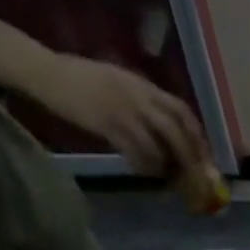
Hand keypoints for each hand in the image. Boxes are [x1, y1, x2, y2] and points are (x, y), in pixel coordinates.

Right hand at [24, 52, 208, 176]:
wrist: (43, 71)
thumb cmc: (81, 79)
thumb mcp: (119, 82)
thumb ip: (144, 102)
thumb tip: (170, 135)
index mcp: (142, 85)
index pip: (181, 110)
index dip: (198, 136)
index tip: (206, 157)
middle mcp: (137, 95)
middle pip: (176, 131)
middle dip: (191, 157)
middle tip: (196, 178)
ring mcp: (122, 109)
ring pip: (158, 145)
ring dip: (166, 166)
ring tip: (165, 176)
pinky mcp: (106, 123)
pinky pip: (135, 152)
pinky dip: (144, 166)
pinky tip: (142, 170)